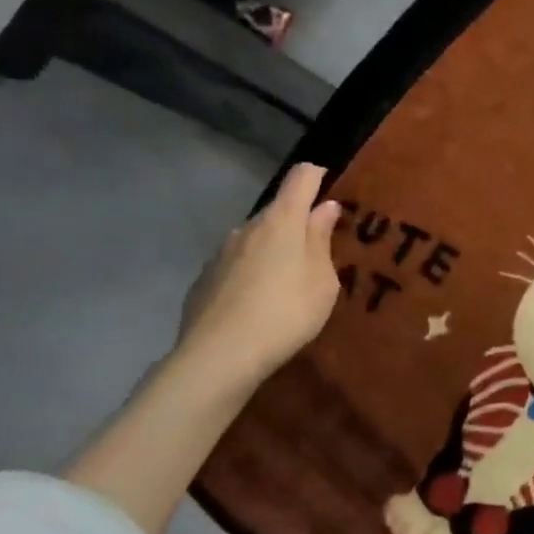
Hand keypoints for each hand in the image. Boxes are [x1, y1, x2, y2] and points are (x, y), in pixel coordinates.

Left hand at [171, 163, 344, 398]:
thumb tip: (324, 207)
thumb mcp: (322, 281)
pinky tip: (255, 304)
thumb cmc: (286, 313)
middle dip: (297, 223)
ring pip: (254, 239)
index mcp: (282, 220)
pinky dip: (249, 273)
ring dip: (272, 250)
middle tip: (316, 253)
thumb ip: (322, 240)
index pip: (301, 177)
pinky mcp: (203, 279)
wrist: (218, 357)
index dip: (317, 176)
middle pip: (278, 210)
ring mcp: (221, 252)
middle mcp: (248, 226)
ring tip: (285, 283)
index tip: (330, 189)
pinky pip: (235, 265)